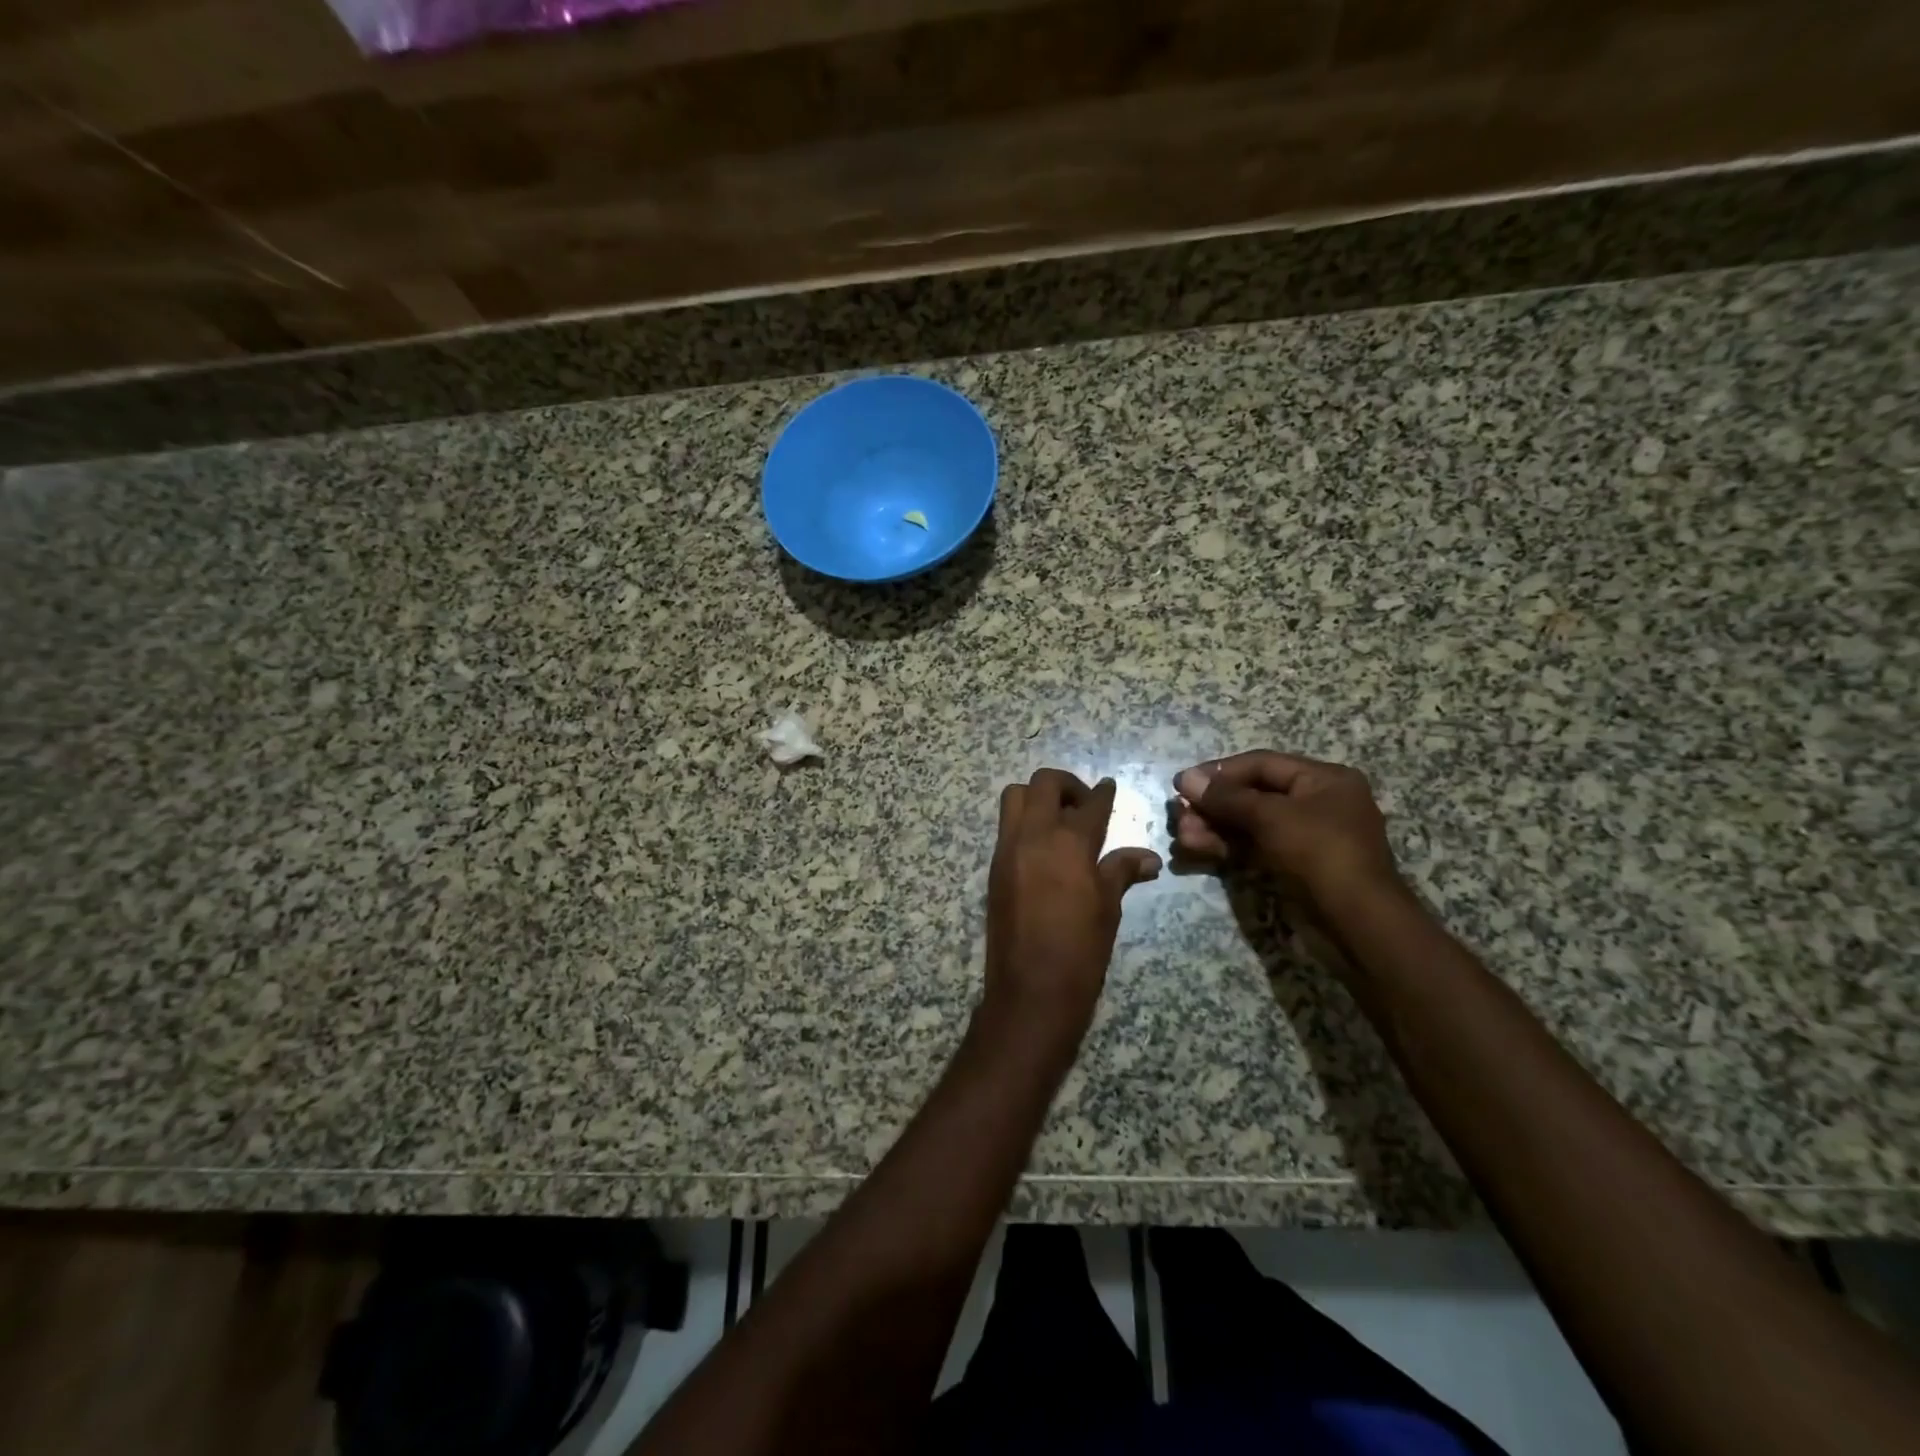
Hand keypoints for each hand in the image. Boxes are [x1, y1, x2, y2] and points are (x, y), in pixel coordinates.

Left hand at [982, 768, 1161, 1051]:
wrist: (1030, 990)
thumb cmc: (1080, 950)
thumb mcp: (1108, 907)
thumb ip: (1122, 871)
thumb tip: (1149, 857)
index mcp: (1068, 843)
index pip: (1089, 803)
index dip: (1103, 792)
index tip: (1109, 786)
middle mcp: (1032, 836)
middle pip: (1043, 784)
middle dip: (1066, 785)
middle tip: (1083, 805)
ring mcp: (1007, 850)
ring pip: (1015, 798)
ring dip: (1037, 798)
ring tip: (1060, 821)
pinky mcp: (994, 868)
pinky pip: (1006, 827)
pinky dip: (1024, 823)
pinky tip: (1044, 848)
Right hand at [1172, 751, 1401, 914]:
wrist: (1358, 923)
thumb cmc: (1320, 854)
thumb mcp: (1272, 817)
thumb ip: (1227, 797)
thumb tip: (1185, 779)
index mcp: (1324, 779)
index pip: (1261, 764)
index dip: (1218, 772)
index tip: (1181, 784)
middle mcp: (1317, 802)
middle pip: (1252, 794)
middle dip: (1212, 806)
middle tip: (1179, 816)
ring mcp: (1305, 836)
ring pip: (1249, 824)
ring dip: (1213, 829)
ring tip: (1182, 838)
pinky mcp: (1294, 865)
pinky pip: (1254, 847)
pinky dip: (1226, 847)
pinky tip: (1196, 850)